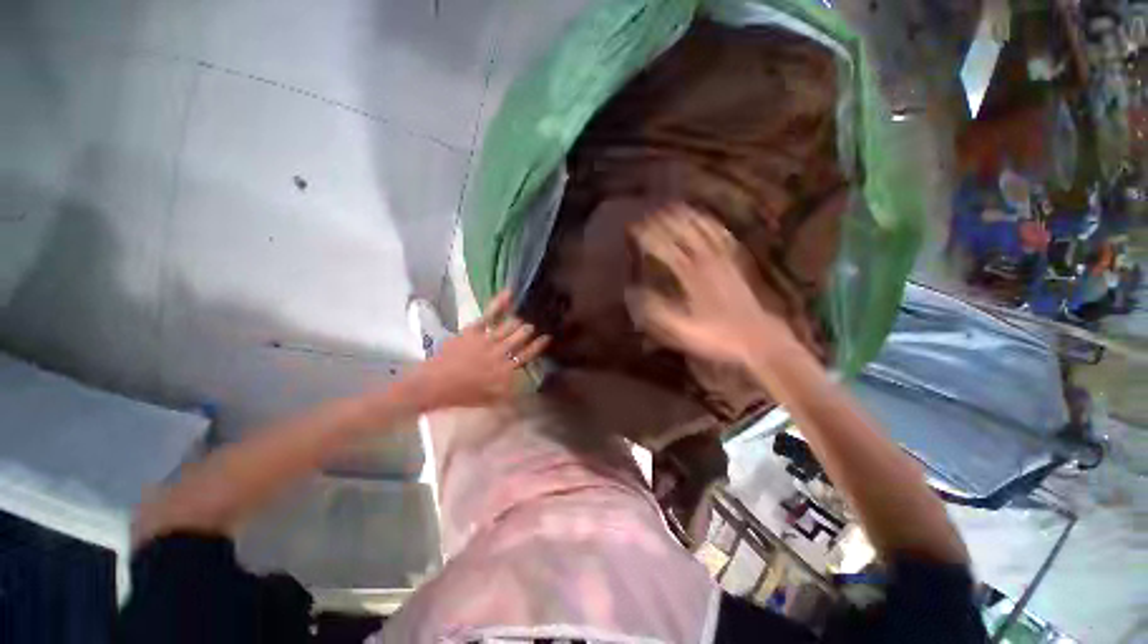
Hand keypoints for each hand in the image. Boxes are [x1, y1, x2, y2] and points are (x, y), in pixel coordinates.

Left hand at [404, 291, 548, 410]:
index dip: (539, 346)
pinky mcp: (474, 331)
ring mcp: (488, 340)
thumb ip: (510, 391)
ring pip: (510, 326)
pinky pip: (490, 315)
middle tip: (534, 324)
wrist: (435, 385)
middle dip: (529, 330)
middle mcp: (501, 353)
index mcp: (506, 370)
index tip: (547, 337)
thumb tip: (525, 387)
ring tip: (525, 313)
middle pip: (521, 337)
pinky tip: (509, 293)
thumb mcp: (491, 399)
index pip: (528, 355)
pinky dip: (500, 303)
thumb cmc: (463, 395)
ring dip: (519, 320)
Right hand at [628, 204, 795, 366]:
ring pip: (704, 230)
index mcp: (692, 276)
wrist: (757, 338)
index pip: (666, 249)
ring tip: (673, 207)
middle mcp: (707, 261)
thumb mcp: (682, 330)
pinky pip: (722, 237)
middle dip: (665, 221)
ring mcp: (724, 260)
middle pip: (685, 233)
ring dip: (687, 217)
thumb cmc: (717, 336)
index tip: (634, 229)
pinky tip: (707, 220)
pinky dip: (712, 225)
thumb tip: (633, 293)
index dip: (649, 237)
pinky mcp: (735, 263)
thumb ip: (657, 311)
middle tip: (649, 214)